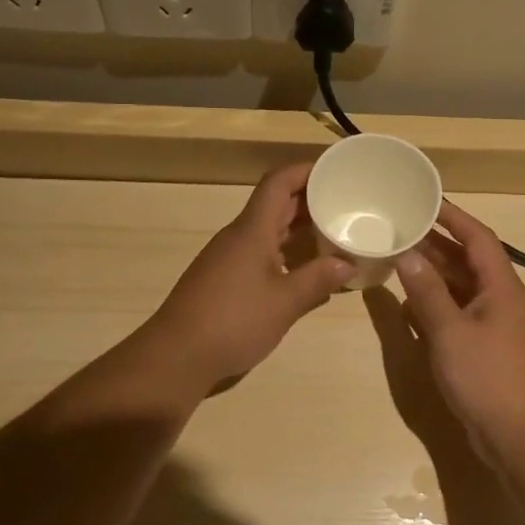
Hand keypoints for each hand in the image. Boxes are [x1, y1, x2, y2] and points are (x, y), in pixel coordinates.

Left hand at [142, 162, 352, 391]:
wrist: (177, 355)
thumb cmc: (233, 321)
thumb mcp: (284, 302)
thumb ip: (317, 280)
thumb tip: (348, 264)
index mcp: (252, 230)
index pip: (278, 182)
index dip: (306, 169)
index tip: (336, 169)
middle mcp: (238, 236)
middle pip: (275, 203)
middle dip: (309, 198)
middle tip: (346, 202)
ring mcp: (228, 258)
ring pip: (268, 229)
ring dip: (298, 226)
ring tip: (333, 232)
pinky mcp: (224, 279)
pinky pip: (260, 251)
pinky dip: (285, 251)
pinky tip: (304, 270)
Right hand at [393, 201, 524, 461]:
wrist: (523, 437)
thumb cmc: (490, 378)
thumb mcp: (450, 332)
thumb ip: (426, 292)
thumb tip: (406, 254)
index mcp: (500, 286)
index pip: (477, 237)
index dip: (452, 215)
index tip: (423, 199)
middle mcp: (498, 299)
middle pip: (466, 260)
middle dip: (434, 243)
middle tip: (398, 226)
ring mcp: (492, 325)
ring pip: (459, 288)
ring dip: (431, 273)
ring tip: (396, 257)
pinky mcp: (483, 348)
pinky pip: (455, 314)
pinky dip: (433, 305)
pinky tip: (408, 303)